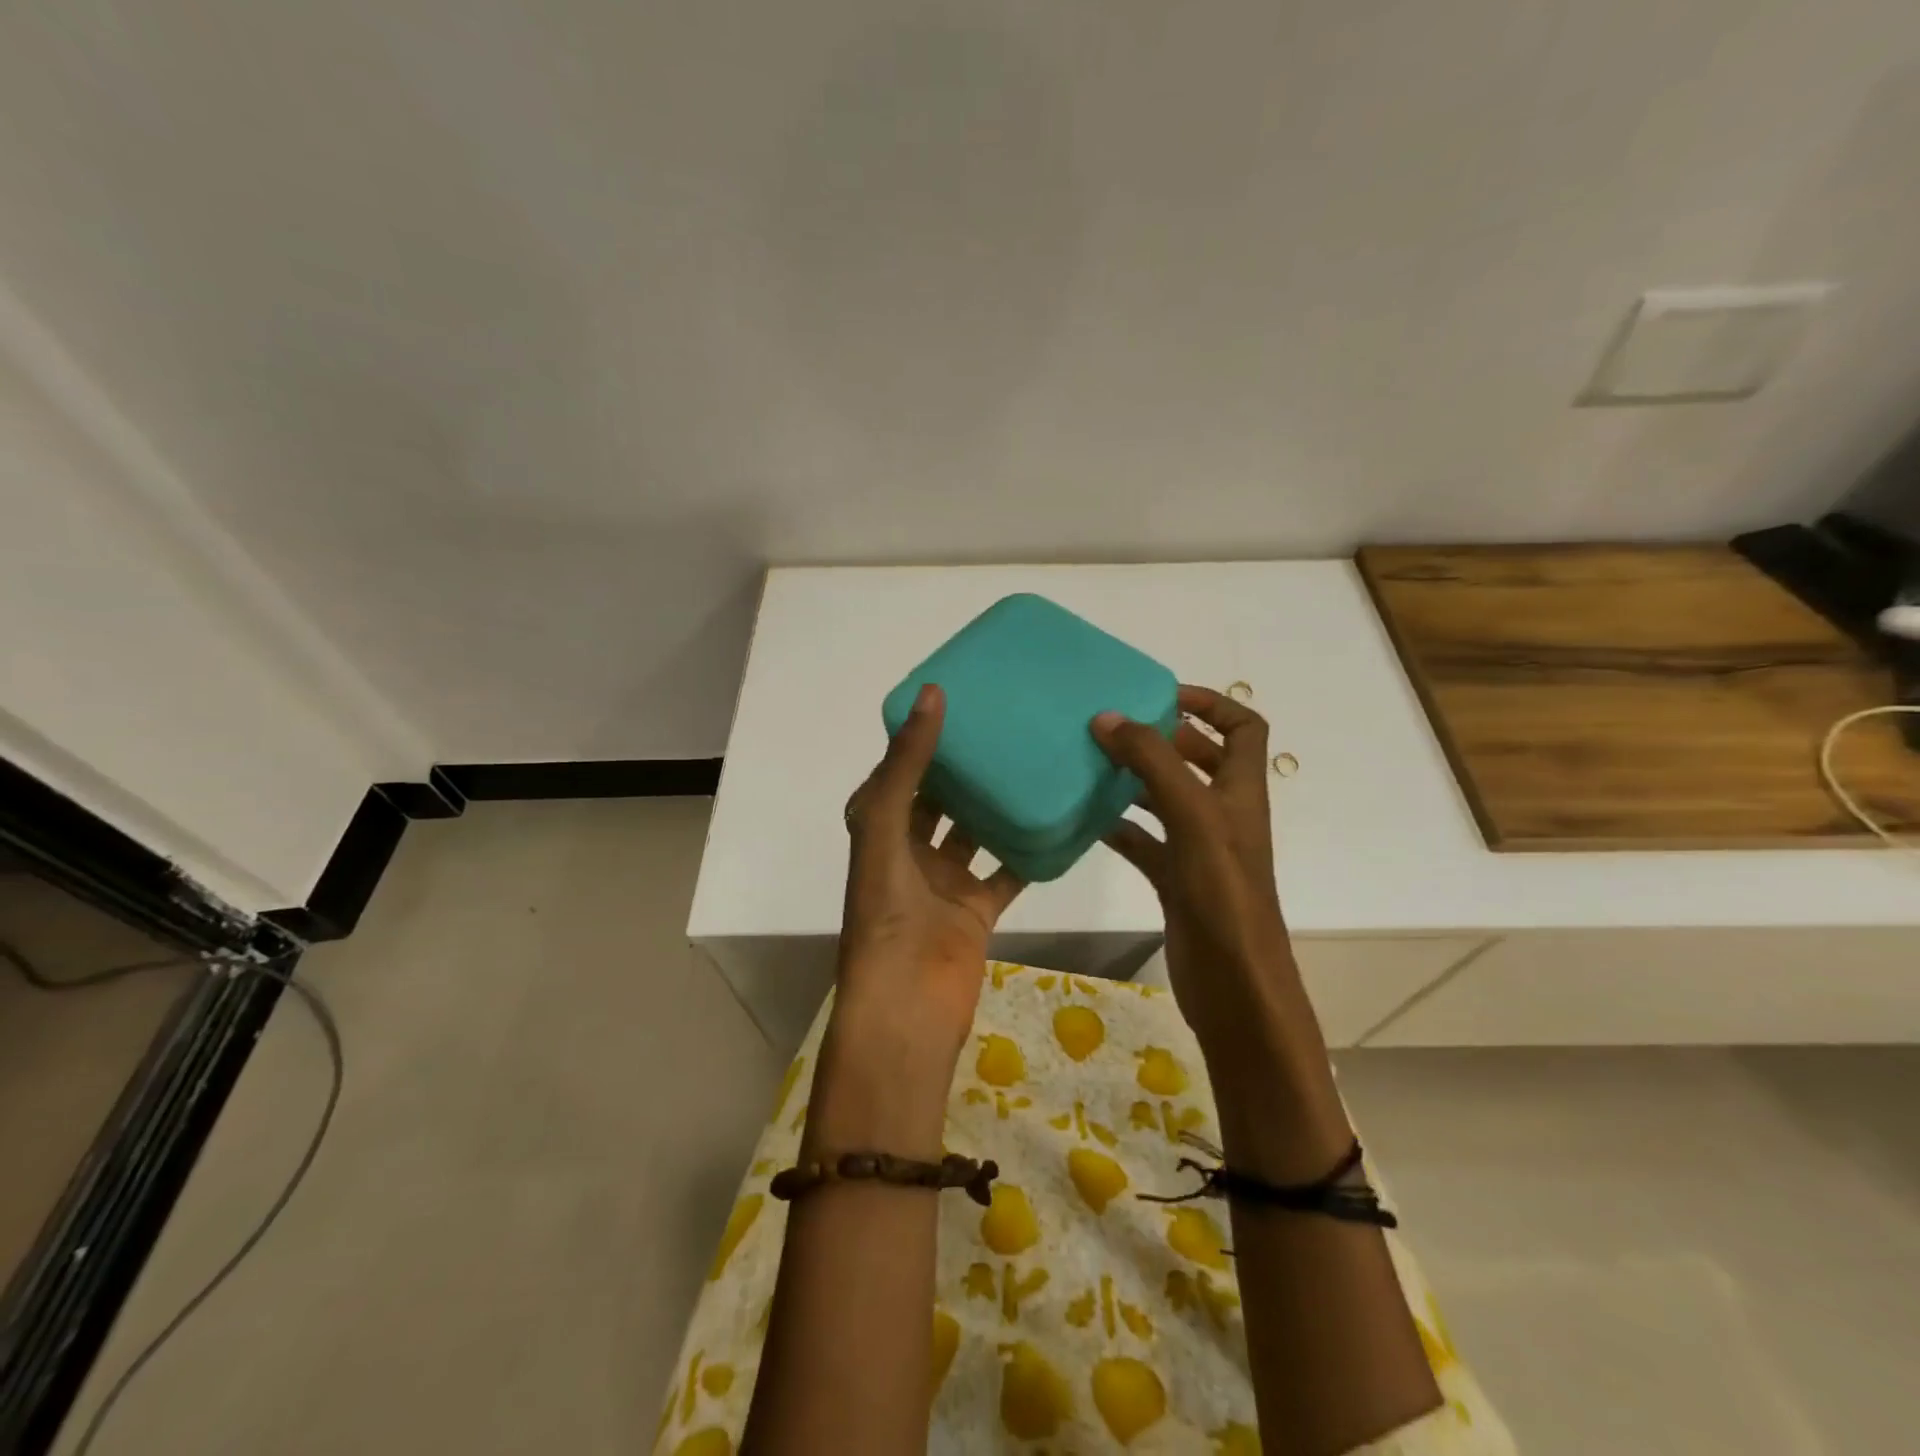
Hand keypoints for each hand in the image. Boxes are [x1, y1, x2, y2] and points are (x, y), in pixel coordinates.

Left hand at [821, 684, 1024, 1153]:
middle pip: (940, 797)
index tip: (959, 698)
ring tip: (1033, 759)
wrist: (907, 1003)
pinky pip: (1007, 870)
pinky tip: (1056, 817)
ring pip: (975, 830)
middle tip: (1006, 724)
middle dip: (964, 766)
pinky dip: (1027, 849)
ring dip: (996, 803)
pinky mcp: (977, 907)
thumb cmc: (886, 911)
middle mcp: (909, 848)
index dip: (922, 736)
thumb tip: (932, 694)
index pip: (900, 770)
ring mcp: (944, 879)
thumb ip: (908, 763)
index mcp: (879, 827)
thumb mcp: (886, 825)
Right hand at [1090, 685, 1294, 1059]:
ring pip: (1165, 800)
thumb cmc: (1224, 894)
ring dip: (1134, 780)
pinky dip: (1119, 827)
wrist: (1234, 986)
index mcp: (1241, 791)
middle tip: (1112, 728)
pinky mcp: (1175, 880)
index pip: (1243, 727)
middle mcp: (1223, 814)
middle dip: (1160, 738)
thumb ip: (1153, 763)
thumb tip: (1107, 717)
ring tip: (1090, 764)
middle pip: (1197, 760)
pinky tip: (1087, 821)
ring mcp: (1199, 849)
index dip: (1211, 703)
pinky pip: (1144, 841)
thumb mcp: (1193, 817)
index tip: (1161, 696)